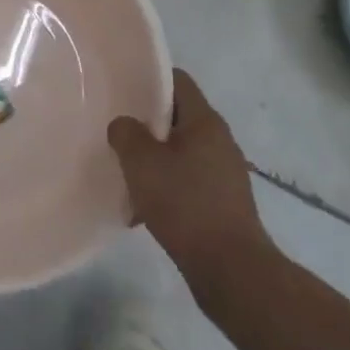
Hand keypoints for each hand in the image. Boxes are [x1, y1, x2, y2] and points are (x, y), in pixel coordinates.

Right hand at [108, 70, 275, 287]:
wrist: (231, 269)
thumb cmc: (185, 204)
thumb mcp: (141, 162)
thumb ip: (126, 133)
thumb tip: (124, 125)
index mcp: (205, 121)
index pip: (178, 81)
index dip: (149, 80)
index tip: (122, 90)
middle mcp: (220, 141)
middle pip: (178, 117)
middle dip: (147, 125)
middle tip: (118, 132)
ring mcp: (225, 173)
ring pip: (181, 152)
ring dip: (154, 160)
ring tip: (127, 174)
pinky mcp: (224, 203)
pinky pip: (188, 181)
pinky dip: (167, 187)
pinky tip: (144, 208)